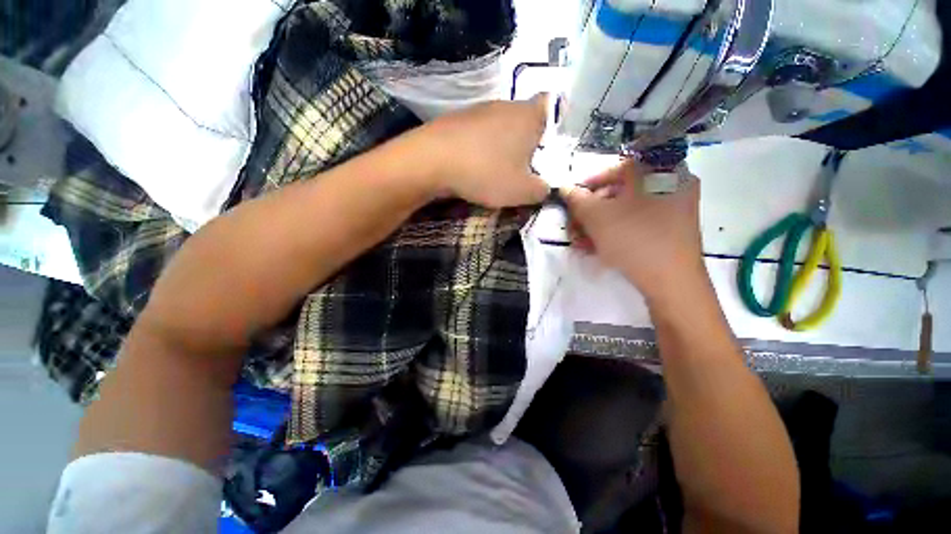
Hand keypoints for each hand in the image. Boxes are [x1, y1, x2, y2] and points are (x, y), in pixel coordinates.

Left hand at [407, 94, 549, 207]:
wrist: (432, 160)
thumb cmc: (487, 172)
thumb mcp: (523, 191)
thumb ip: (542, 190)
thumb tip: (545, 188)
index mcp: (529, 116)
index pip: (551, 108)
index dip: (551, 128)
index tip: (544, 151)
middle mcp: (506, 105)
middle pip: (524, 121)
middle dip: (525, 144)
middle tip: (520, 169)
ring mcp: (478, 110)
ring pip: (499, 128)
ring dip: (501, 147)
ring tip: (493, 171)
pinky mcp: (457, 119)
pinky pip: (478, 134)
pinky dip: (479, 148)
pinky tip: (472, 166)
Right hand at [564, 160, 706, 302]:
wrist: (672, 281)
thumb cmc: (633, 239)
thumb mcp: (596, 217)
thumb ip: (576, 199)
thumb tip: (565, 189)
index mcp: (658, 171)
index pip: (616, 168)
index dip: (588, 184)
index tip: (572, 200)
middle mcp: (670, 183)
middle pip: (619, 192)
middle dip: (590, 212)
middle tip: (574, 227)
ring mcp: (674, 207)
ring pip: (626, 209)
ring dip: (598, 224)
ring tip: (581, 242)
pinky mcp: (672, 228)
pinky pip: (638, 222)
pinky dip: (615, 231)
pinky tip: (596, 247)